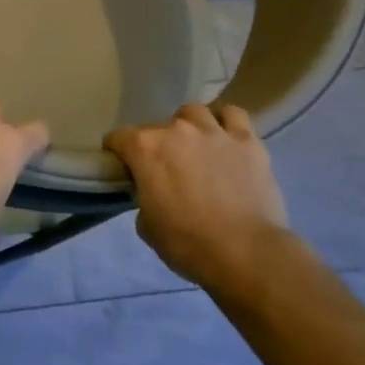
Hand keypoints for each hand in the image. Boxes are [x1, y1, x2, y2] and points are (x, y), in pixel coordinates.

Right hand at [104, 103, 292, 297]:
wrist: (245, 253)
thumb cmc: (188, 243)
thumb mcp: (147, 225)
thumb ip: (144, 197)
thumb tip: (153, 192)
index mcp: (145, 149)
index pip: (118, 137)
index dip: (117, 153)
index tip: (124, 169)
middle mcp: (176, 130)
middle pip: (156, 126)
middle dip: (155, 144)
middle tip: (163, 167)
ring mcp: (214, 132)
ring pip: (194, 112)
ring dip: (189, 126)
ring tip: (195, 145)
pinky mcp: (247, 141)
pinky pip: (233, 116)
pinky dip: (226, 123)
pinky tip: (225, 138)